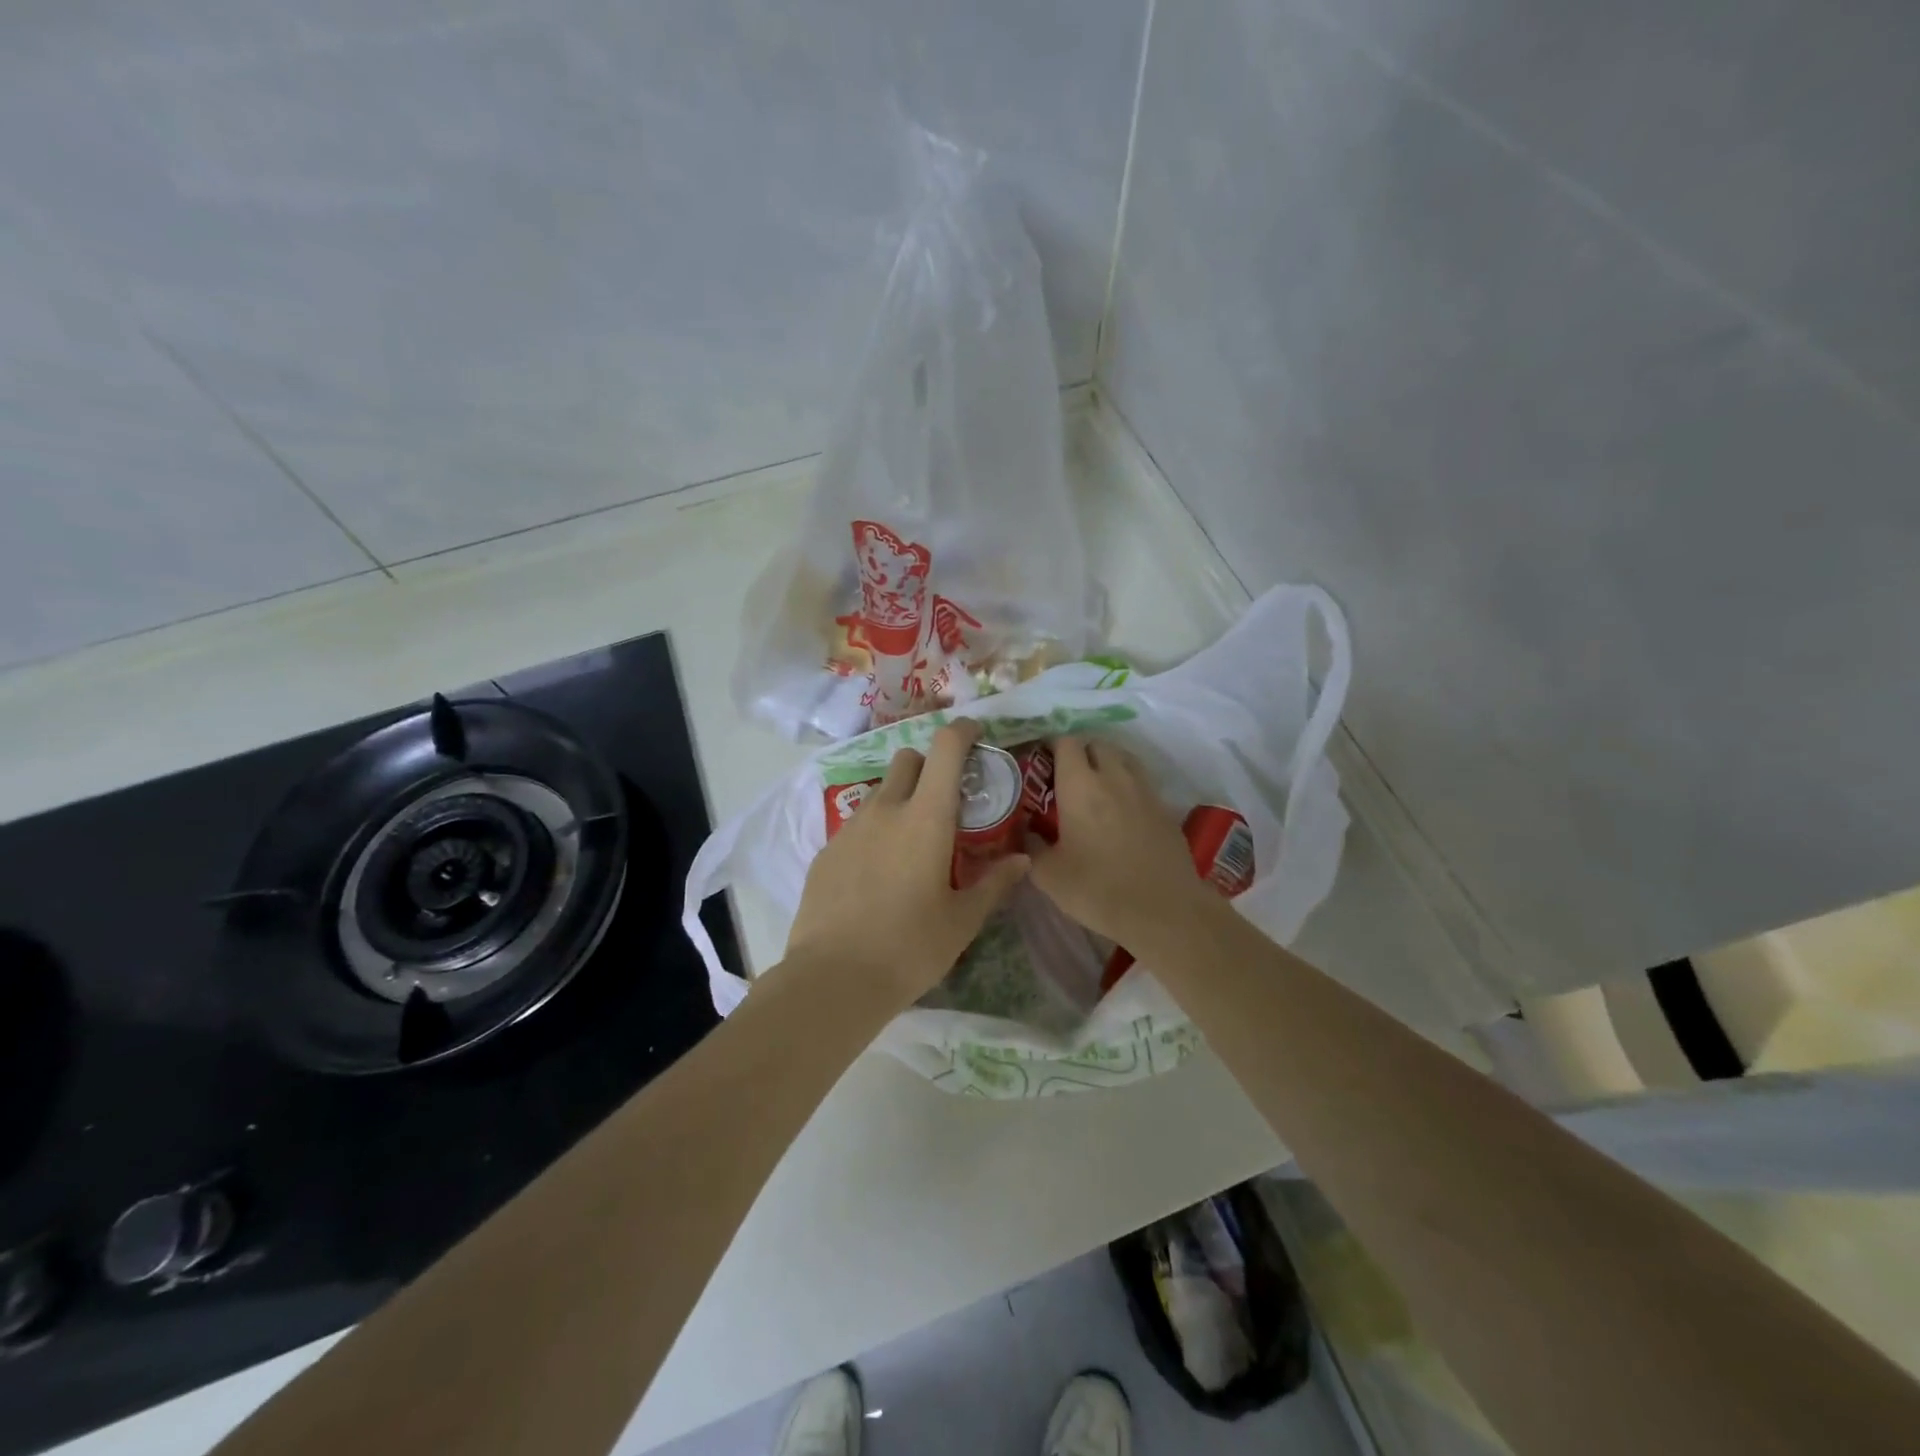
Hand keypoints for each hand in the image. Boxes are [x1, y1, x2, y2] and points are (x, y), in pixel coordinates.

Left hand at [783, 720, 1029, 1003]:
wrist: (833, 978)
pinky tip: (878, 873)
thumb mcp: (962, 920)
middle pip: (908, 759)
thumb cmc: (910, 947)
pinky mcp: (826, 850)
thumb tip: (1021, 860)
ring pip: (880, 792)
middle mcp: (886, 810)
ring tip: (911, 842)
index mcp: (926, 818)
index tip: (975, 735)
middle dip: (929, 765)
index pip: (945, 749)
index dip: (963, 732)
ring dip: (900, 799)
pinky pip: (857, 824)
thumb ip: (994, 883)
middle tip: (945, 799)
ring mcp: (850, 828)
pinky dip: (875, 830)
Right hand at [1026, 736, 1218, 949]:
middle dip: (1079, 753)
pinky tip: (1121, 813)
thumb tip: (1026, 833)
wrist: (1164, 910)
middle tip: (1065, 778)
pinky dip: (1127, 786)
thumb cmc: (1098, 889)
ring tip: (1094, 789)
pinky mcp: (1165, 808)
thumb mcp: (1049, 875)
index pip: (1065, 743)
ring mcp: (1145, 790)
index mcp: (1080, 785)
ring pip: (1123, 758)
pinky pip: (1141, 782)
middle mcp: (1114, 777)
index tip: (1040, 763)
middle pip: (1096, 744)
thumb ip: (1031, 847)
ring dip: (1106, 764)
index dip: (1051, 746)